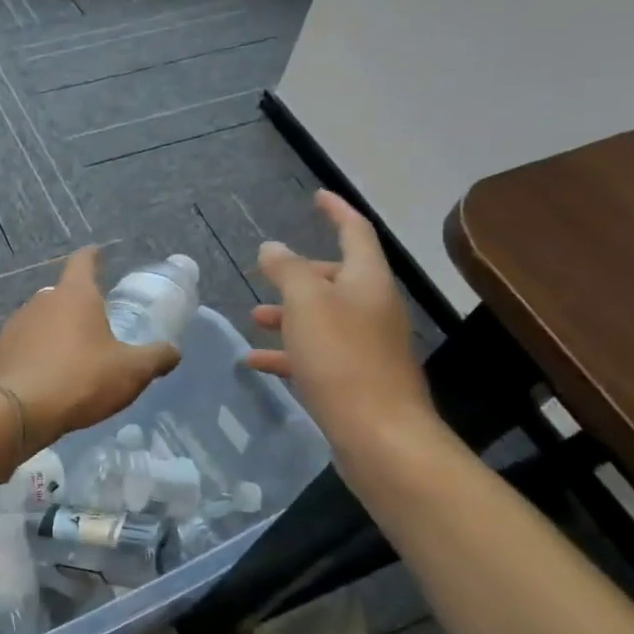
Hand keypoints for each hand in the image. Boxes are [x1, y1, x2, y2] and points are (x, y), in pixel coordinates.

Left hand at [0, 246, 179, 451]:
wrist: (20, 410)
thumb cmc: (81, 379)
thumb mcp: (131, 371)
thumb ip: (156, 357)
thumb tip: (173, 351)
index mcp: (75, 295)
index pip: (83, 261)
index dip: (93, 255)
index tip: (98, 253)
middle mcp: (42, 300)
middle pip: (63, 294)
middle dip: (77, 305)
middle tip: (94, 326)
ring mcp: (15, 323)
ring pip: (41, 319)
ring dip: (54, 331)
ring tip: (69, 356)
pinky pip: (23, 344)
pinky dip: (34, 353)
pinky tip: (43, 375)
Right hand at [246, 191, 437, 457]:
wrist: (380, 436)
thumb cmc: (342, 358)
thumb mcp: (306, 303)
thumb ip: (287, 270)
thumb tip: (273, 248)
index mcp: (368, 280)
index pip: (355, 231)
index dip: (336, 210)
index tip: (317, 196)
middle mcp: (372, 307)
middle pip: (336, 277)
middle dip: (300, 272)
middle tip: (268, 273)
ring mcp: (366, 345)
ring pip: (323, 316)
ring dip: (289, 313)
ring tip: (254, 317)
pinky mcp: (355, 378)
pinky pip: (316, 353)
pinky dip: (288, 352)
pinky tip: (255, 361)